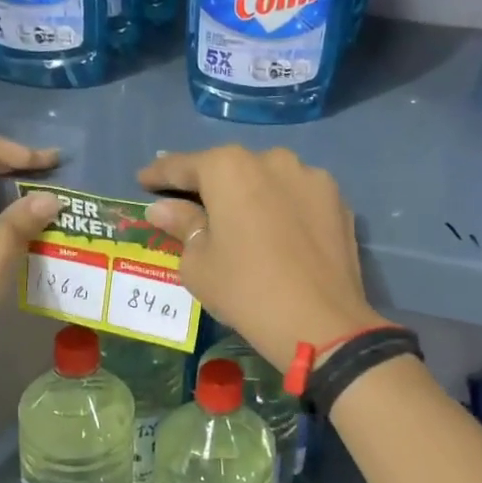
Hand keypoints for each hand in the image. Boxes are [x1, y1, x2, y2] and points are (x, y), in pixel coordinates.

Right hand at [138, 145, 381, 369]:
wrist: (321, 323)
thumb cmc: (245, 290)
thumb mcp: (199, 263)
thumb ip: (181, 225)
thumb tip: (164, 208)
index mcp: (229, 168)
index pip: (184, 166)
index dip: (159, 174)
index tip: (143, 180)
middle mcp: (272, 159)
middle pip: (230, 168)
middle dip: (208, 184)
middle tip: (189, 203)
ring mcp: (311, 177)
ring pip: (268, 179)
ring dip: (250, 193)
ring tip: (238, 219)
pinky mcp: (338, 201)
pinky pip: (297, 197)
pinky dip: (282, 208)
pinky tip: (276, 232)